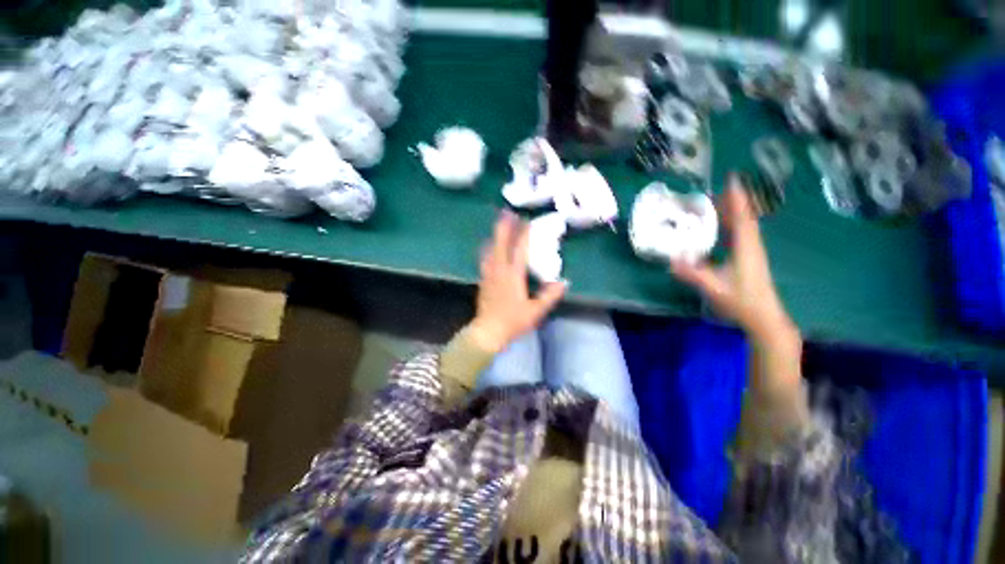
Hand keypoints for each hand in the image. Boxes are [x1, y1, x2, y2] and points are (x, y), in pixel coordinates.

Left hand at [470, 211, 567, 353]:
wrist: (487, 331)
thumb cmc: (512, 321)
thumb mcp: (535, 311)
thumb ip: (550, 296)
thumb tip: (564, 283)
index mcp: (513, 275)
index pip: (519, 250)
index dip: (524, 234)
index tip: (527, 221)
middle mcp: (499, 270)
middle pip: (500, 243)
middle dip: (504, 226)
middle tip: (507, 212)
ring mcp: (489, 274)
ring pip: (490, 249)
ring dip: (495, 235)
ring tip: (499, 224)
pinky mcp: (483, 280)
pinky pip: (485, 258)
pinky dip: (488, 248)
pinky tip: (489, 246)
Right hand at [671, 175, 795, 343]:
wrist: (764, 317)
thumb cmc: (741, 301)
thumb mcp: (714, 288)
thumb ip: (693, 274)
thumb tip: (670, 261)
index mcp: (746, 248)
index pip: (742, 217)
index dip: (737, 198)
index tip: (732, 178)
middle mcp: (752, 245)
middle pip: (744, 217)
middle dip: (732, 201)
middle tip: (714, 190)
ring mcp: (752, 251)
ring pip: (744, 224)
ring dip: (733, 211)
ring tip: (717, 202)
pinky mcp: (750, 258)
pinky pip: (742, 233)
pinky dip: (733, 223)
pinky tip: (723, 226)